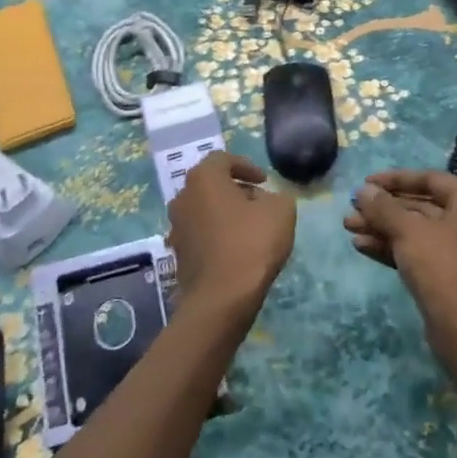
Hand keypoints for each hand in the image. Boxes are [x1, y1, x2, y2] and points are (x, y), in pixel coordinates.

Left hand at [166, 153, 295, 317]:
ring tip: (249, 227)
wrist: (221, 298)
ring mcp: (176, 227)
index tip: (264, 181)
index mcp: (203, 178)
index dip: (246, 166)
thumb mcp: (280, 210)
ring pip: (204, 209)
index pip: (223, 159)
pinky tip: (235, 249)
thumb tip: (265, 200)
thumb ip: (276, 196)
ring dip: (225, 213)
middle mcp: (182, 197)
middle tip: (259, 202)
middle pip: (211, 184)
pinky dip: (216, 234)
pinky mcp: (177, 253)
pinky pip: (200, 234)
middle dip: (235, 190)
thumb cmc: (251, 244)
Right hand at [344, 170, 456, 349]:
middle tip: (352, 208)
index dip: (395, 179)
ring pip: (416, 231)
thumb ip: (383, 207)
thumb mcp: (408, 230)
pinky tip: (361, 246)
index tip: (366, 183)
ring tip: (348, 227)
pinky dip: (392, 247)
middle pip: (421, 206)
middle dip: (384, 209)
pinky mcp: (449, 275)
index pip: (430, 179)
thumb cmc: (441, 264)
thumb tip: (363, 190)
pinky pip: (418, 252)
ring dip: (382, 228)